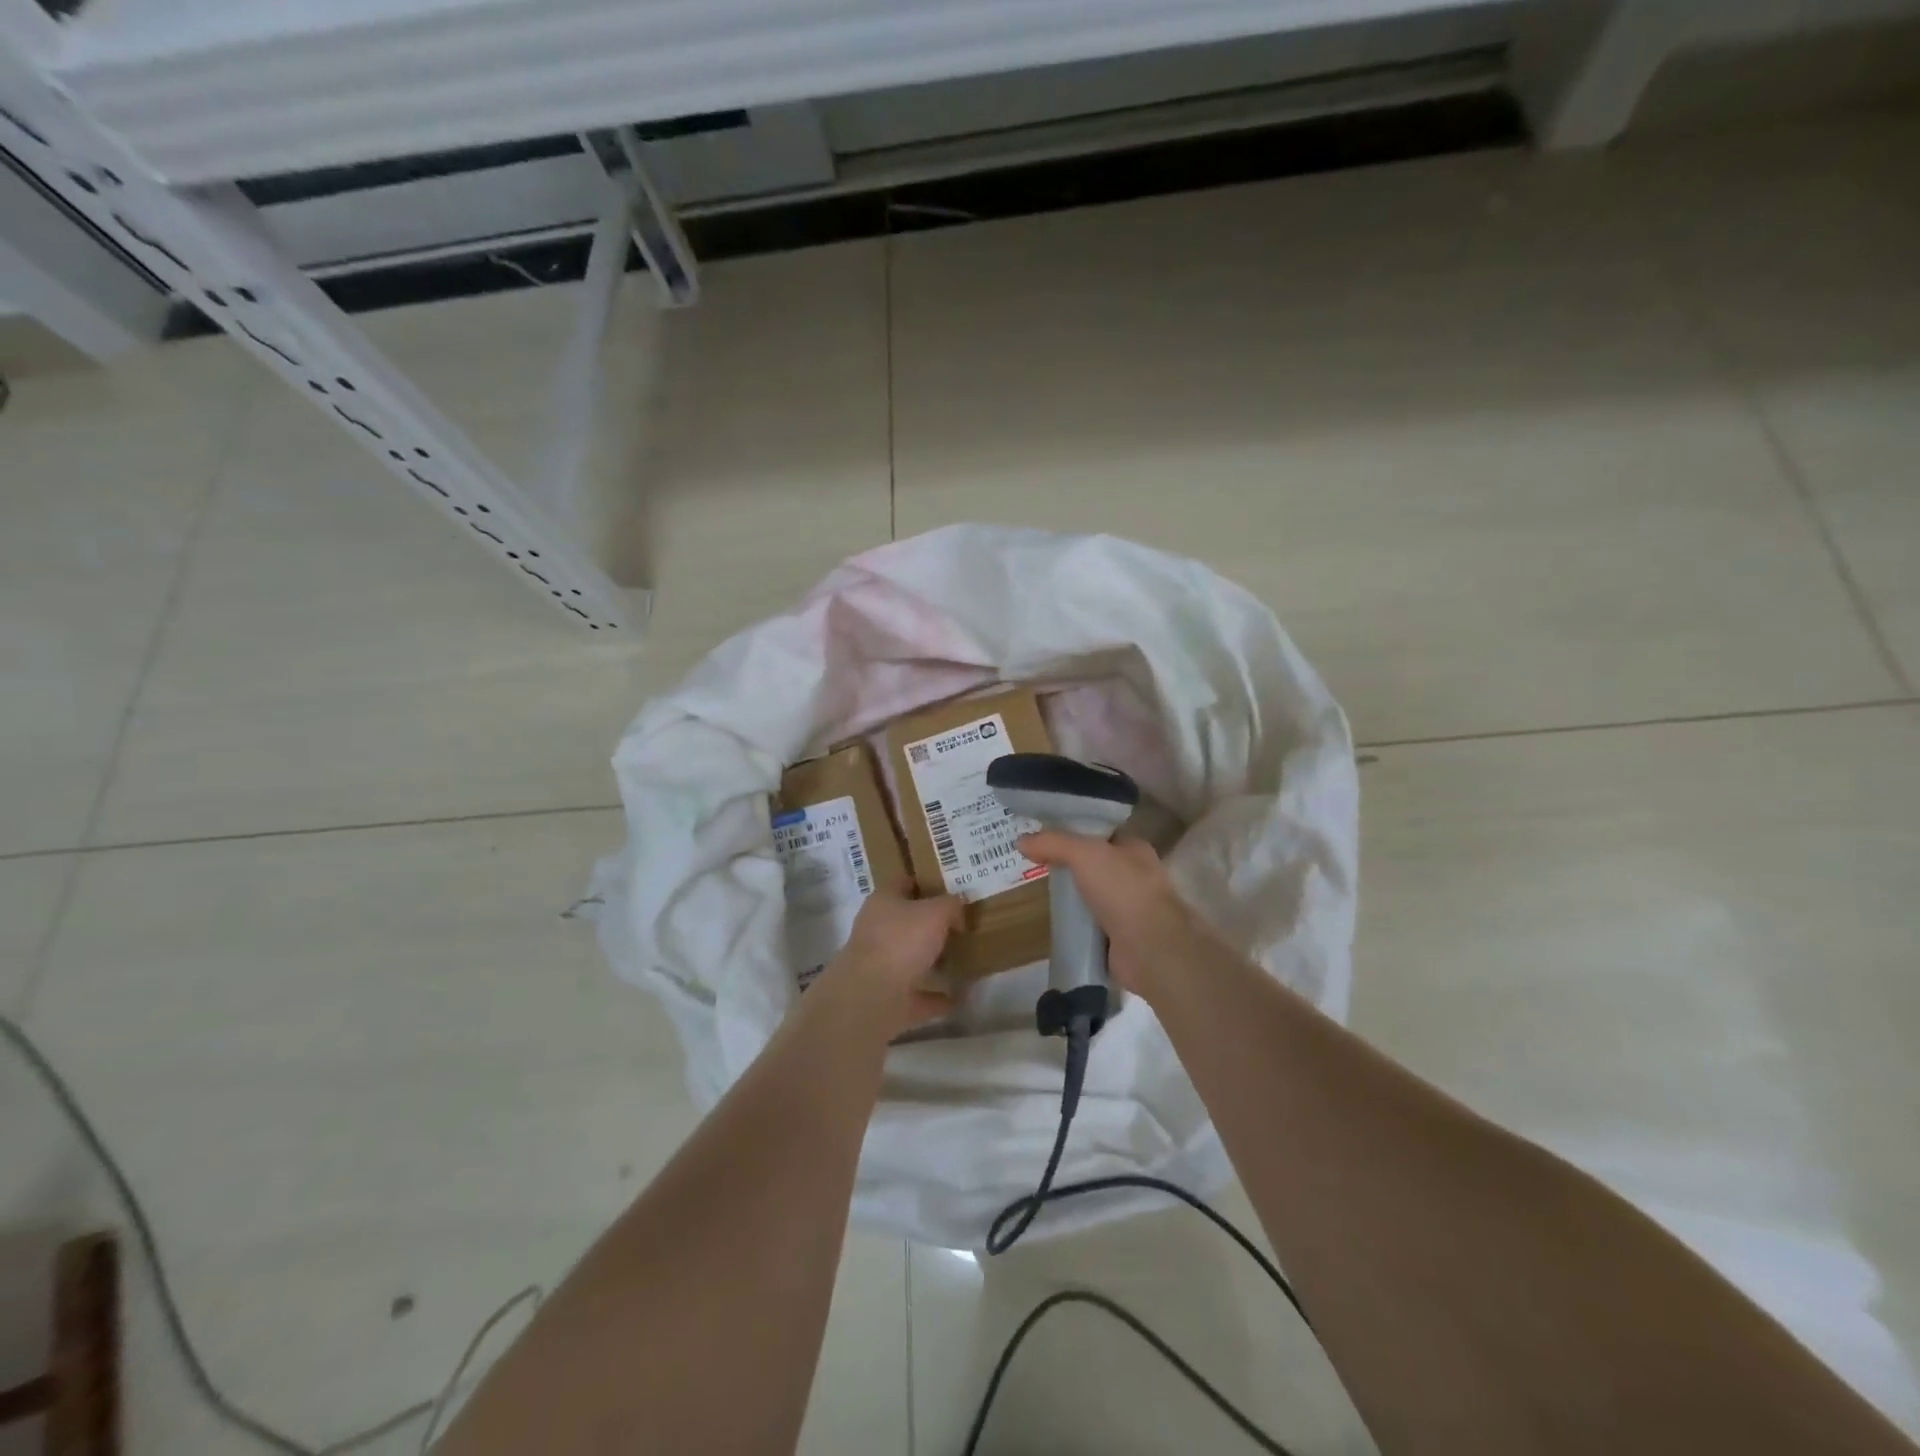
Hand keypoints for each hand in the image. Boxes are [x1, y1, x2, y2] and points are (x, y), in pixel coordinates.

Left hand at [818, 880, 964, 1031]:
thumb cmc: (902, 941)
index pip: (903, 882)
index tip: (949, 887)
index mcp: (883, 901)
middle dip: (931, 924)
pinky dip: (935, 996)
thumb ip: (950, 905)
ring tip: (962, 958)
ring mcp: (880, 965)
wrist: (871, 996)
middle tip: (961, 923)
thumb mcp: (935, 913)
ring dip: (932, 960)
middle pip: (907, 921)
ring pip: (911, 958)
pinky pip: (918, 994)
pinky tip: (957, 997)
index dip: (925, 881)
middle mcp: (877, 930)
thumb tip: (957, 907)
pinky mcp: (888, 997)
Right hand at [1017, 832, 1202, 1000]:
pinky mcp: (1119, 936)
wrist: (1149, 948)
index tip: (1044, 834)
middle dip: (1068, 864)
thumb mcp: (1085, 854)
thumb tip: (1019, 840)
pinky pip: (1090, 922)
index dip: (1073, 831)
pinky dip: (1074, 921)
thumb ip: (1053, 843)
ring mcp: (1128, 907)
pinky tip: (1053, 919)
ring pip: (1091, 893)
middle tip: (1034, 862)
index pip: (1101, 833)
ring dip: (1071, 894)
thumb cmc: (1123, 890)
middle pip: (1094, 864)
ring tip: (1038, 889)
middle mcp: (1135, 875)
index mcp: (1134, 849)